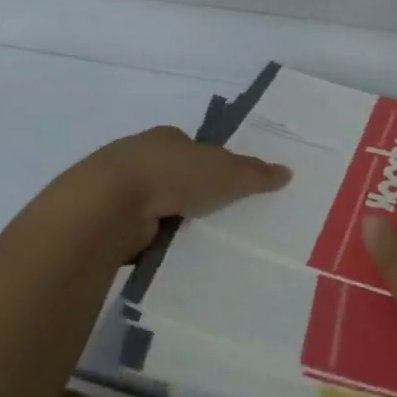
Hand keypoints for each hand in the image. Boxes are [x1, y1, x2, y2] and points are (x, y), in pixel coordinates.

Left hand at [68, 125, 290, 258]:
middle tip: (225, 221)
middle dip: (195, 196)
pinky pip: (143, 234)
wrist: (110, 205)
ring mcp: (122, 191)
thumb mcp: (225, 171)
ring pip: (159, 207)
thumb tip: (287, 172)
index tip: (232, 189)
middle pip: (177, 177)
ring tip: (205, 245)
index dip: (214, 166)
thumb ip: (255, 173)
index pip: (196, 150)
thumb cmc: (172, 174)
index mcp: (168, 138)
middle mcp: (142, 158)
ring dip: (175, 222)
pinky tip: (175, 258)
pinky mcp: (110, 222)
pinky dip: (157, 244)